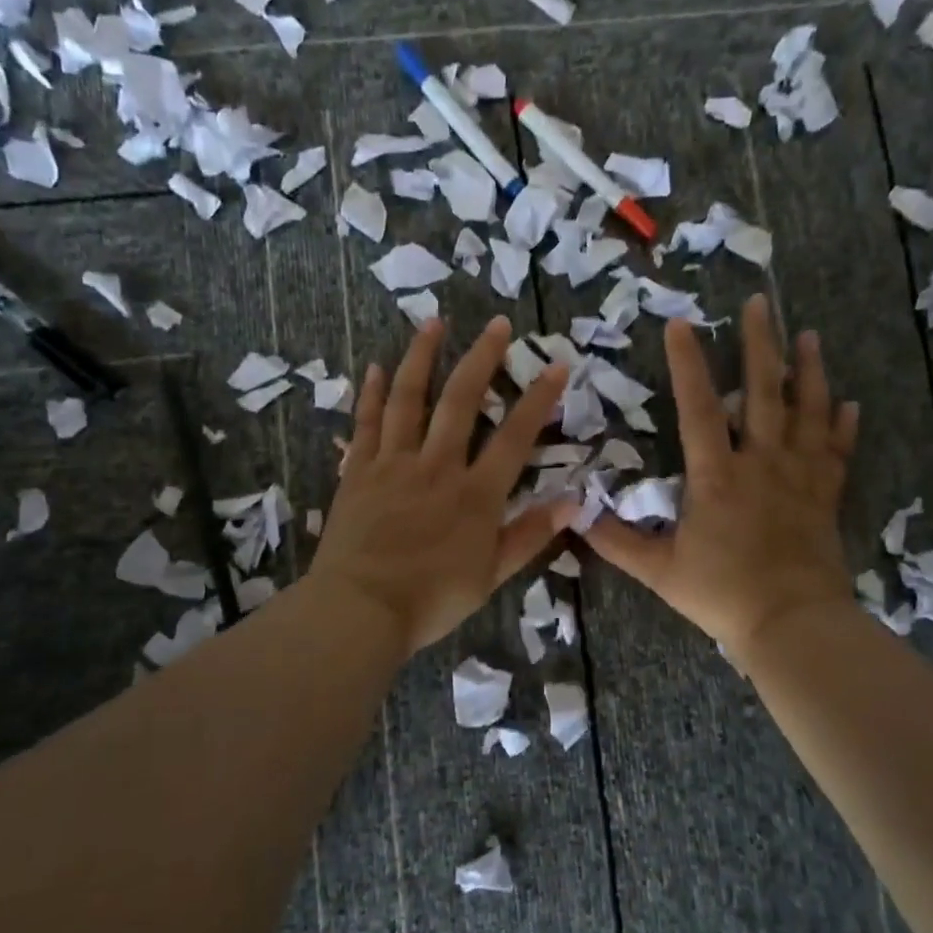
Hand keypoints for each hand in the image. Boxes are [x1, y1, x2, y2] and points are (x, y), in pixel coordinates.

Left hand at [308, 316, 569, 655]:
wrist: (359, 610)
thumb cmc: (431, 600)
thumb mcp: (491, 576)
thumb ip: (531, 535)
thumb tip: (574, 503)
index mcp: (475, 494)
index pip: (514, 437)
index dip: (538, 399)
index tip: (556, 365)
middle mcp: (436, 466)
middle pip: (461, 401)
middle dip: (483, 358)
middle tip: (498, 324)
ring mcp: (393, 464)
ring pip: (409, 399)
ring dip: (422, 357)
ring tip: (434, 323)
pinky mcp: (358, 471)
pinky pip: (366, 423)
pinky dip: (371, 393)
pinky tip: (376, 367)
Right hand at [584, 294, 859, 655]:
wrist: (792, 624)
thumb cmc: (722, 594)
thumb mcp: (659, 570)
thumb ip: (616, 541)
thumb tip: (573, 515)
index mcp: (716, 476)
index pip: (697, 408)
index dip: (687, 364)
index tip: (680, 324)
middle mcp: (761, 463)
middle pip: (762, 392)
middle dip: (760, 344)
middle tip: (761, 303)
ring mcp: (799, 477)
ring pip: (807, 412)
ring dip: (808, 371)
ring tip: (810, 336)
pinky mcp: (825, 496)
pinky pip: (836, 451)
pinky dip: (841, 425)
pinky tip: (847, 403)